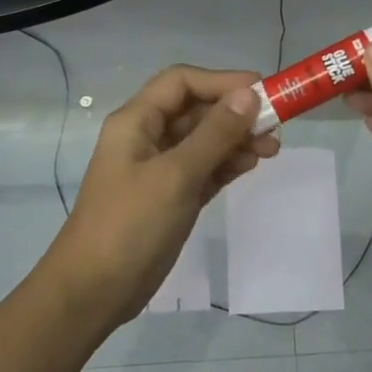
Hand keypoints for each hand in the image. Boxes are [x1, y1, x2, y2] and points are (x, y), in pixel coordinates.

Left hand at [39, 66, 280, 328]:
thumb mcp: (176, 175)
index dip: (223, 81)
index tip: (263, 92)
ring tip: (271, 152)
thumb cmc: (131, 224)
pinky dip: (226, 164)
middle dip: (235, 114)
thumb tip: (249, 95)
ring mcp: (159, 169)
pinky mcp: (171, 197)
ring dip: (236, 140)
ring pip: (204, 141)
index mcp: (137, 121)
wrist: (96, 289)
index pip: (182, 82)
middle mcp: (147, 138)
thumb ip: (214, 133)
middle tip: (275, 128)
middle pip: (196, 110)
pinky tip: (249, 166)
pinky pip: (204, 169)